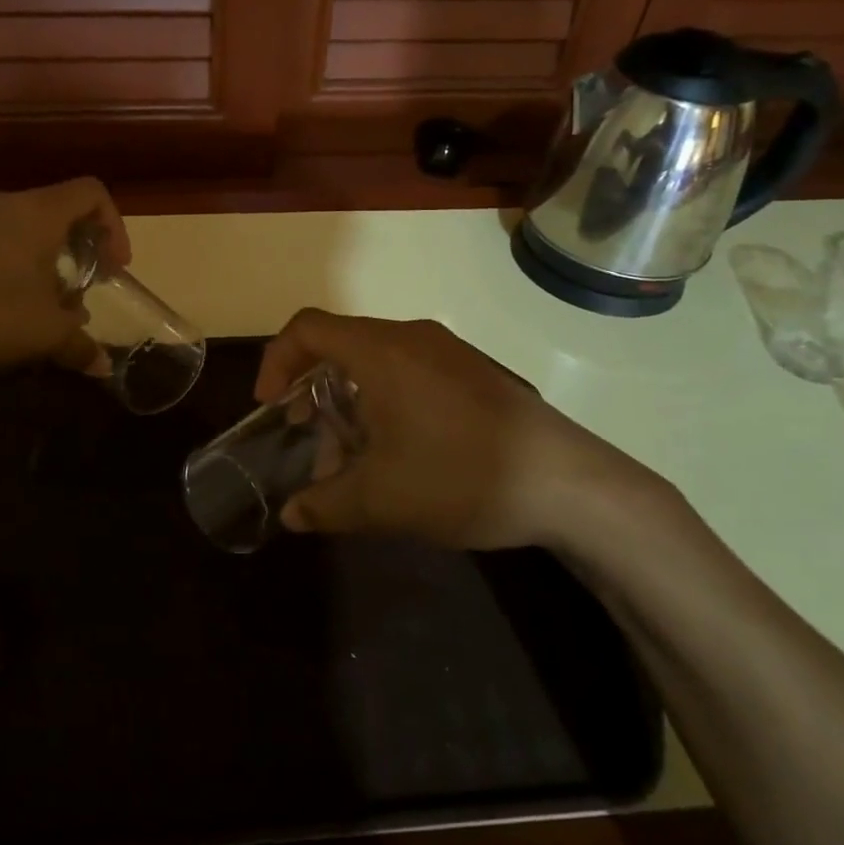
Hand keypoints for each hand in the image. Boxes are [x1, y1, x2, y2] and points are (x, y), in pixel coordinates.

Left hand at [0, 178, 129, 368]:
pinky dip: (25, 265)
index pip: (93, 192)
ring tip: (54, 305)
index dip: (115, 226)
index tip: (113, 267)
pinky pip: (6, 241)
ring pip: (33, 229)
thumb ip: (80, 345)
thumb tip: (104, 365)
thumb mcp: (42, 333)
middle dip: (85, 248)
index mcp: (40, 213)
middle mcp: (11, 206)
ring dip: (54, 261)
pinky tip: (15, 307)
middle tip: (89, 286)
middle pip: (64, 210)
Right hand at [253, 311, 676, 550]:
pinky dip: (385, 402)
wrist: (572, 485)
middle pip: (341, 346)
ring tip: (354, 459)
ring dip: (351, 403)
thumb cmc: (462, 477)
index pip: (307, 328)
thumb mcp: (382, 500)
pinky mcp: (475, 373)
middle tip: (309, 440)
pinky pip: (411, 373)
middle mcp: (413, 338)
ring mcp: (449, 353)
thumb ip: (324, 504)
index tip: (271, 407)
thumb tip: (291, 516)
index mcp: (381, 351)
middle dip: (313, 392)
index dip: (277, 361)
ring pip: (377, 363)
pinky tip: (400, 454)